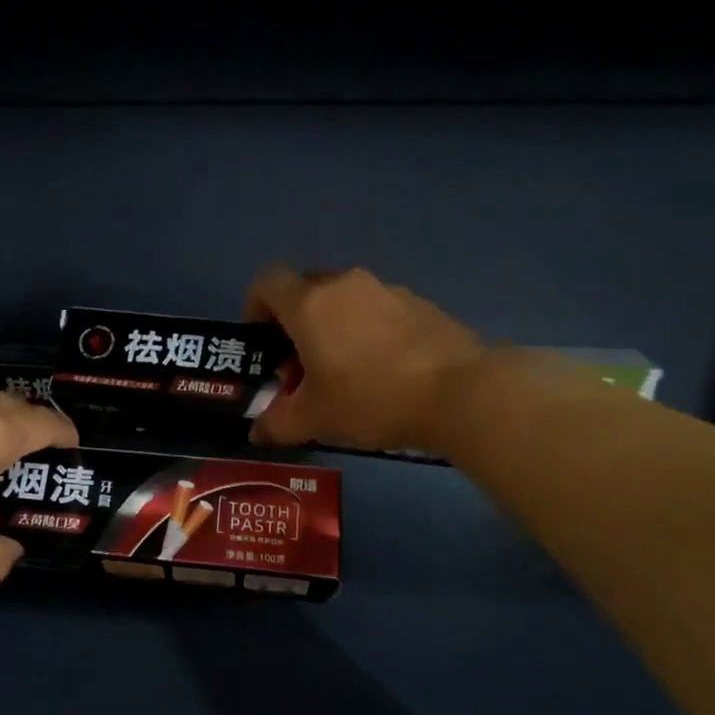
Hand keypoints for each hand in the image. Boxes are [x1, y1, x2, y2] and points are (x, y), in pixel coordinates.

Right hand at [246, 264, 485, 451]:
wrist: (460, 393)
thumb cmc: (370, 399)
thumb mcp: (313, 420)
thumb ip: (276, 423)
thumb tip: (257, 432)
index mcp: (310, 304)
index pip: (267, 282)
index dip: (255, 307)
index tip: (261, 343)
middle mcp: (345, 284)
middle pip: (305, 291)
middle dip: (293, 325)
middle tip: (299, 368)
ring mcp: (386, 290)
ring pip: (343, 301)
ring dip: (332, 329)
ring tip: (343, 375)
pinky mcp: (419, 304)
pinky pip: (377, 311)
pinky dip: (367, 333)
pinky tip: (382, 373)